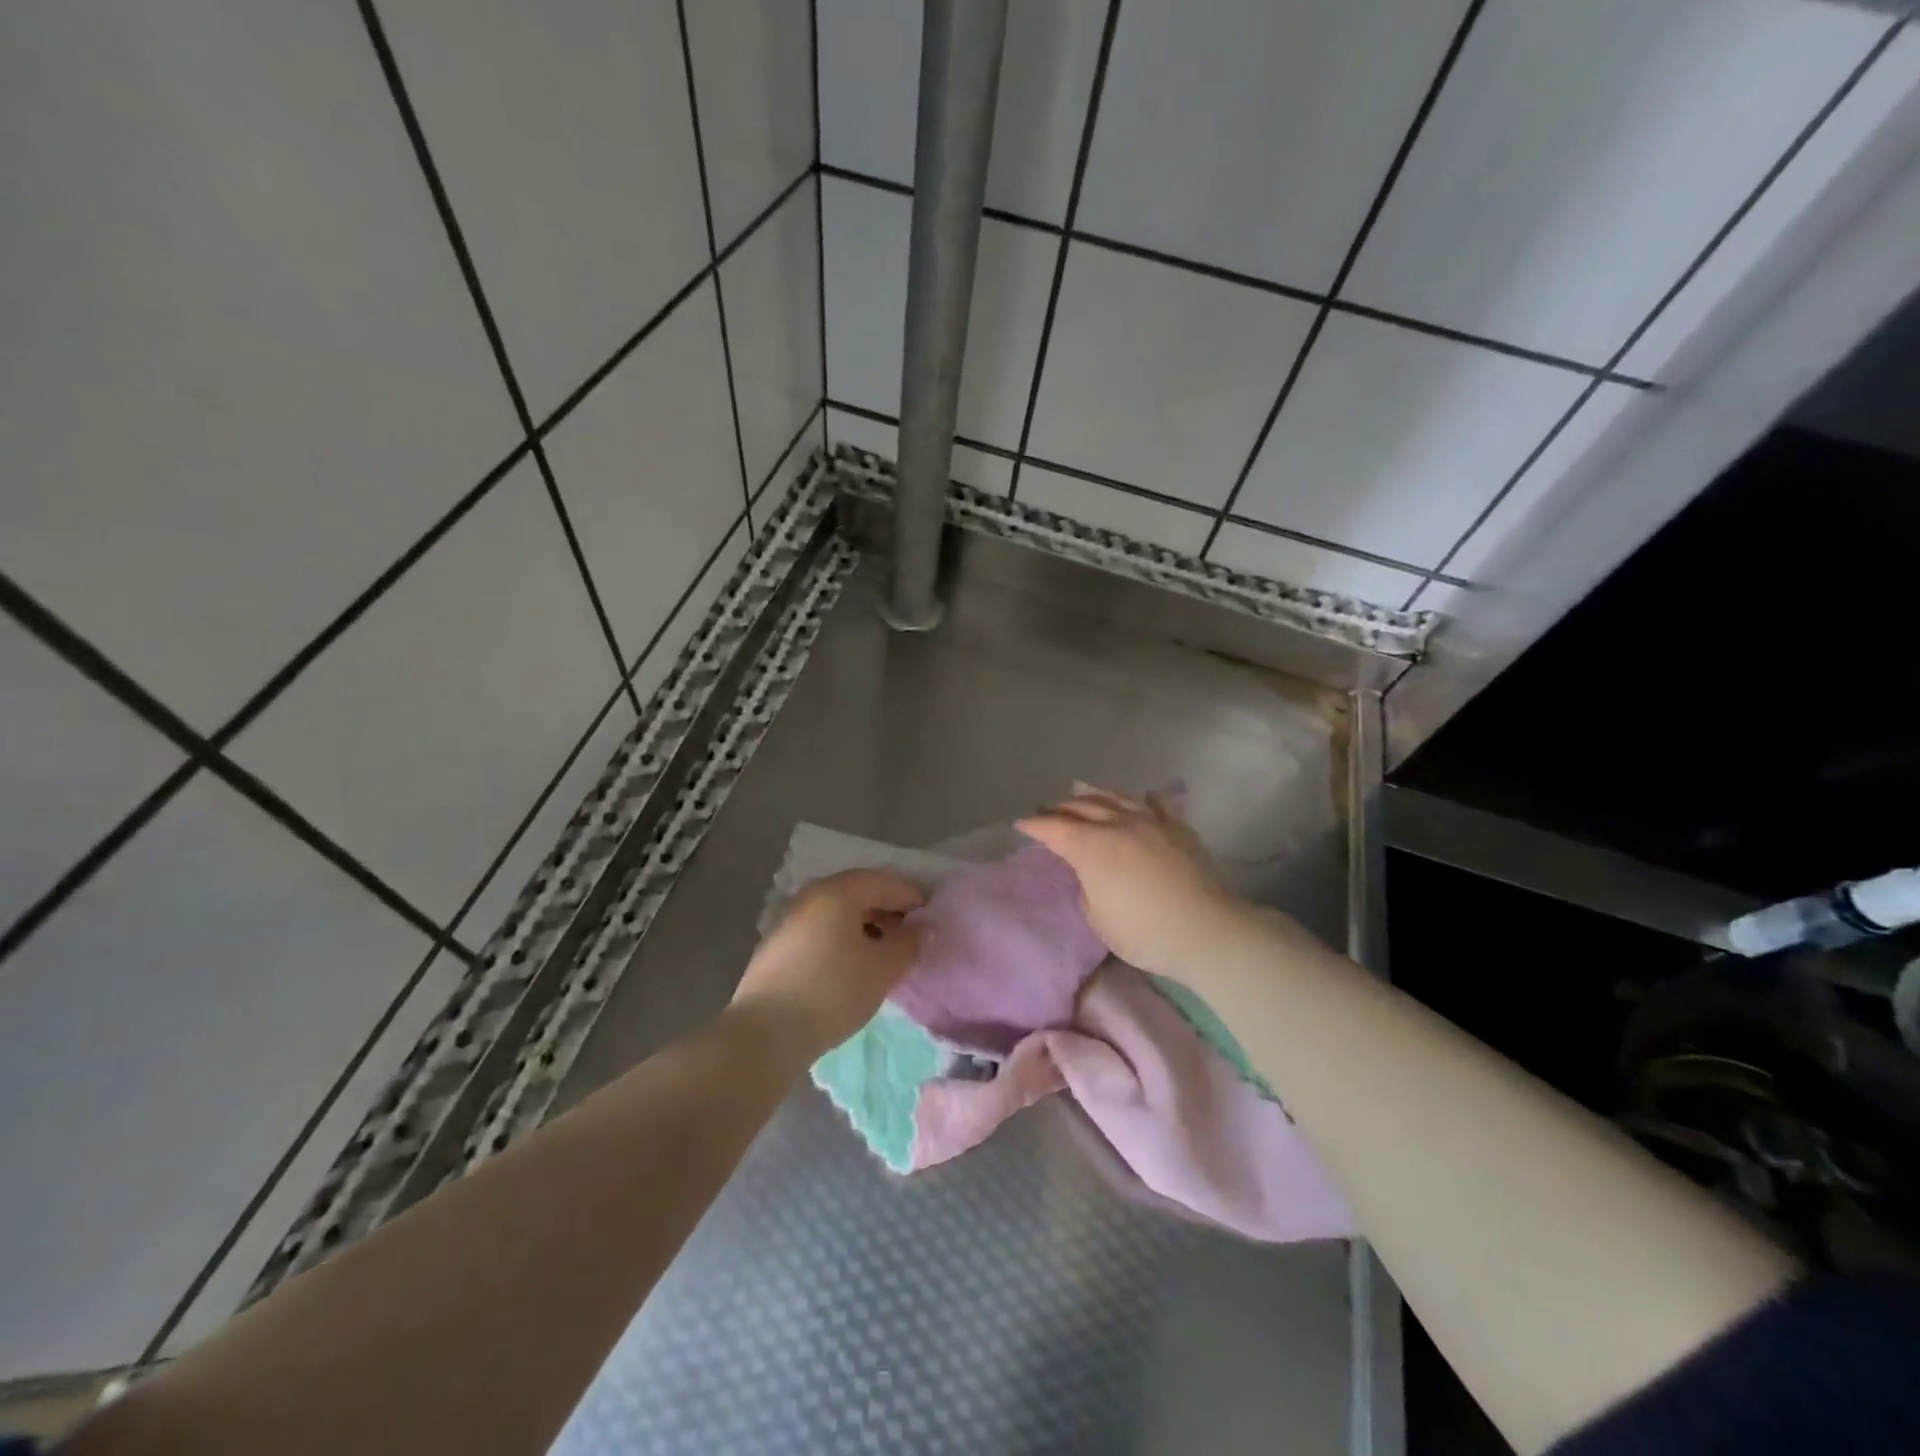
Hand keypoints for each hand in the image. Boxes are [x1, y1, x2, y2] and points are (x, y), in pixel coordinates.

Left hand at [730, 868, 926, 1056]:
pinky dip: (843, 938)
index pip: (885, 881)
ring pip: (838, 913)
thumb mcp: (882, 969)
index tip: (933, 918)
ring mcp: (789, 920)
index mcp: (838, 892)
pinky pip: (821, 930)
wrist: (765, 1034)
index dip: (913, 896)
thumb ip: (908, 943)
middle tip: (911, 935)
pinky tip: (852, 965)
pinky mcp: (777, 946)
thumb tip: (923, 928)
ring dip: (866, 925)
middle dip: (889, 909)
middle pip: (859, 892)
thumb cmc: (833, 992)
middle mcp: (811, 896)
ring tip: (885, 953)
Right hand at [1016, 786, 1245, 980]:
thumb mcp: (1097, 917)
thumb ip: (1087, 886)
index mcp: (1090, 846)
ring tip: (1081, 789)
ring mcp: (1150, 821)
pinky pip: (1158, 803)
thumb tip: (1093, 872)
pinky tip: (1142, 795)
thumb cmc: (1143, 932)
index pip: (1054, 828)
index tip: (1021, 824)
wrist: (1205, 930)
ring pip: (1116, 797)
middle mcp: (1117, 824)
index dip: (1035, 825)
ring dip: (1094, 793)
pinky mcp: (1178, 828)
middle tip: (1047, 809)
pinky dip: (1144, 798)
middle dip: (1060, 807)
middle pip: (1082, 806)